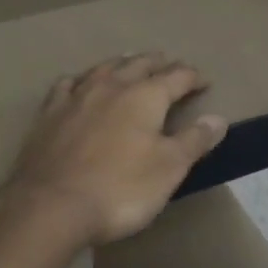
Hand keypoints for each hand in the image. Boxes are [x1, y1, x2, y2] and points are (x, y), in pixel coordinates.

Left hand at [0, 55, 228, 253]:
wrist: (51, 205)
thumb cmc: (120, 189)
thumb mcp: (169, 169)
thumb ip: (194, 140)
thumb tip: (218, 118)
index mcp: (145, 96)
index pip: (177, 77)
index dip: (193, 77)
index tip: (204, 81)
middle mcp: (112, 86)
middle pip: (139, 65)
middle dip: (158, 63)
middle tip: (169, 64)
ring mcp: (77, 96)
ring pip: (104, 68)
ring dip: (122, 63)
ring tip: (131, 62)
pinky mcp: (49, 113)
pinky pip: (68, 84)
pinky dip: (81, 79)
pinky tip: (80, 84)